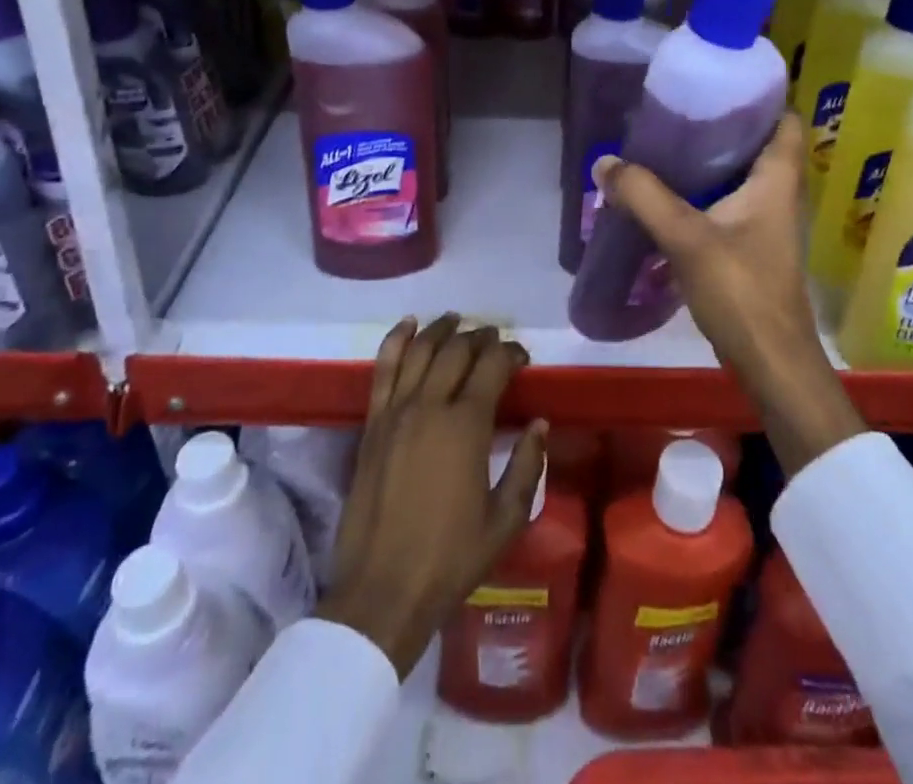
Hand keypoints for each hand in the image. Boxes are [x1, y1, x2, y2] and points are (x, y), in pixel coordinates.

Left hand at [318, 315, 546, 675]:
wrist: (382, 591)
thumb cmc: (451, 558)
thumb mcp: (505, 519)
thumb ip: (526, 466)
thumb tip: (539, 424)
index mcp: (466, 426)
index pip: (492, 366)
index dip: (510, 353)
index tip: (522, 358)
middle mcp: (430, 406)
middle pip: (456, 351)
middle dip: (480, 338)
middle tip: (494, 339)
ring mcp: (396, 412)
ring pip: (420, 351)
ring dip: (441, 330)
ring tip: (456, 321)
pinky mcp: (372, 424)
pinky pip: (383, 369)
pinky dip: (396, 341)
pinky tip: (408, 325)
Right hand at [593, 113, 864, 474]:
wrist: (770, 363)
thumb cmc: (741, 291)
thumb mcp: (686, 237)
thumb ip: (644, 196)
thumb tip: (604, 163)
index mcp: (776, 180)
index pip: (783, 121)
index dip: (760, 97)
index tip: (719, 83)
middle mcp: (777, 196)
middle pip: (756, 146)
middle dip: (721, 127)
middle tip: (678, 112)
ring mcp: (765, 225)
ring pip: (739, 178)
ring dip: (709, 164)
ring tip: (665, 147)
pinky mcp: (750, 250)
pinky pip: (727, 207)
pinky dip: (702, 196)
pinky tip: (668, 198)